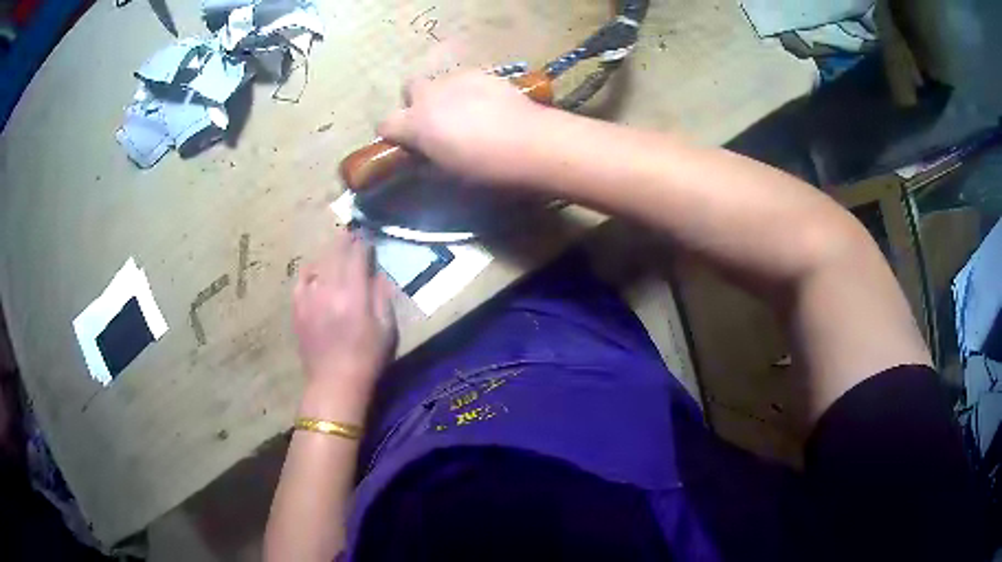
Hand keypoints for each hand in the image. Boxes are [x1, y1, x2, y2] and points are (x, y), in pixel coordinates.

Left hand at [293, 230, 395, 417]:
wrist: (334, 382)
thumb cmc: (367, 358)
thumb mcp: (387, 329)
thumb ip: (382, 296)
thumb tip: (377, 274)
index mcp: (354, 295)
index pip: (357, 256)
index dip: (363, 242)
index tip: (367, 236)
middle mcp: (329, 290)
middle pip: (335, 253)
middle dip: (344, 240)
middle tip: (351, 232)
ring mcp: (310, 297)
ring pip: (318, 263)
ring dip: (328, 253)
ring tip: (335, 250)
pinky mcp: (297, 307)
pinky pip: (302, 279)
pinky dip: (310, 271)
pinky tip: (316, 271)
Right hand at [377, 71, 546, 184]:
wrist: (530, 142)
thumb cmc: (485, 167)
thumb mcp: (447, 174)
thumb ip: (426, 162)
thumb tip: (419, 158)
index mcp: (415, 122)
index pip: (385, 124)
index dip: (392, 134)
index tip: (404, 143)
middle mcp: (430, 94)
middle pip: (409, 88)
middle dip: (416, 102)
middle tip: (434, 121)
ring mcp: (457, 78)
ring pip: (439, 80)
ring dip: (443, 94)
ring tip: (465, 112)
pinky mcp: (483, 73)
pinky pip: (466, 78)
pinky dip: (468, 89)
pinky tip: (487, 105)